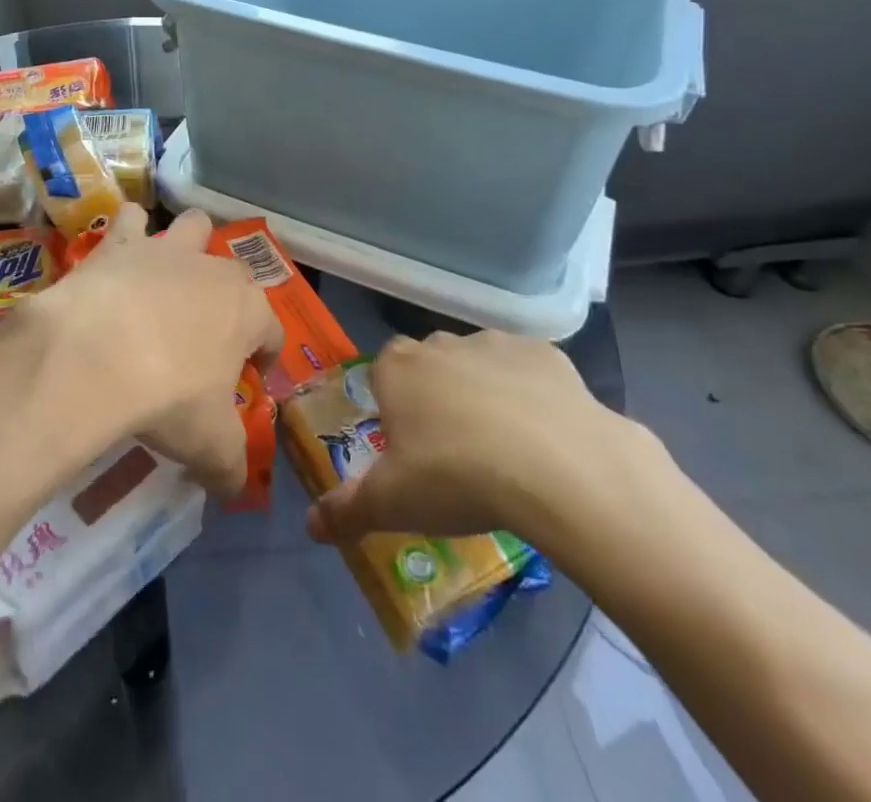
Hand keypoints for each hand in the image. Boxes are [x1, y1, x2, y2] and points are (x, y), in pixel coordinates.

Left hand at [29, 207, 281, 499]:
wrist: (97, 354)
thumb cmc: (169, 397)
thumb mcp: (210, 446)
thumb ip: (230, 467)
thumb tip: (235, 490)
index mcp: (248, 312)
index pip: (271, 332)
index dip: (263, 357)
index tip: (247, 379)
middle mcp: (214, 270)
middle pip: (235, 274)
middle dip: (226, 298)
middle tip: (203, 334)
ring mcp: (166, 250)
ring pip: (192, 225)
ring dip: (186, 245)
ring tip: (167, 276)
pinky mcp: (120, 243)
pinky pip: (129, 220)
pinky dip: (126, 233)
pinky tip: (114, 259)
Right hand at [305, 328, 663, 558]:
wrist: (559, 468)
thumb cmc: (457, 478)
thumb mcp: (392, 505)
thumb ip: (346, 511)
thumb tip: (311, 526)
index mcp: (398, 369)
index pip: (383, 372)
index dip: (393, 405)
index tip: (409, 446)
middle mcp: (441, 344)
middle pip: (431, 365)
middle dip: (438, 397)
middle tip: (455, 453)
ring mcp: (495, 344)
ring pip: (479, 364)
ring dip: (485, 393)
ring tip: (505, 450)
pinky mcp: (546, 354)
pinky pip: (529, 372)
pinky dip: (532, 395)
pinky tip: (546, 438)